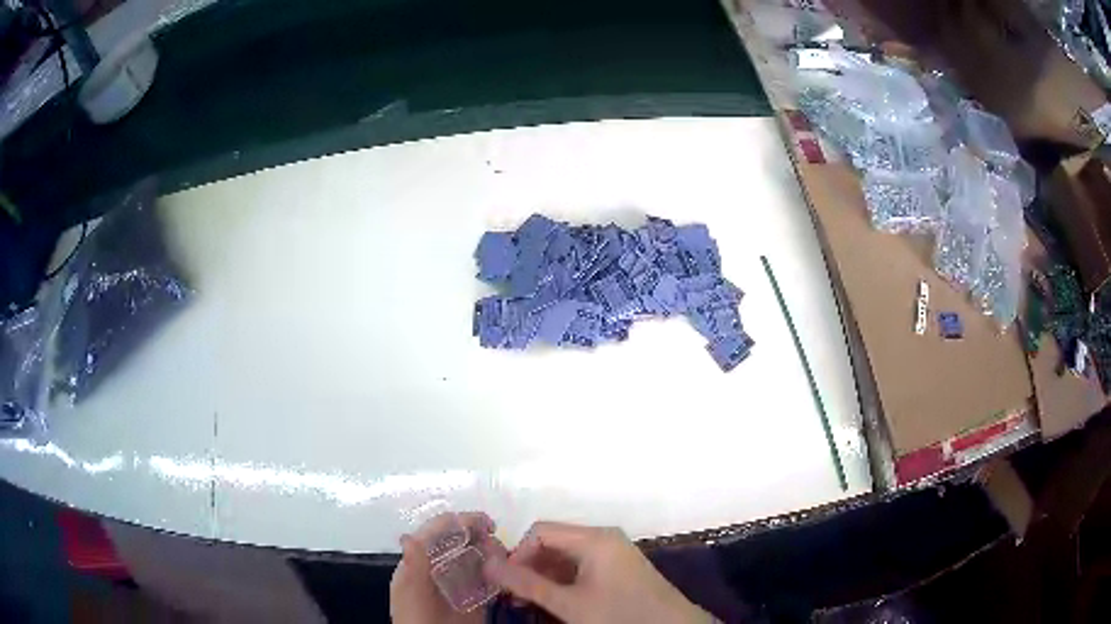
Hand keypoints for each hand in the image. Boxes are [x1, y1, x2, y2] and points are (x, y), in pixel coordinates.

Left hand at [390, 512, 505, 623]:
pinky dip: (499, 571)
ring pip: (477, 557)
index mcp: (419, 561)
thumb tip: (408, 534)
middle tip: (498, 540)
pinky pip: (489, 579)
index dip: (459, 522)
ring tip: (504, 557)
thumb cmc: (416, 618)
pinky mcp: (475, 599)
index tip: (485, 522)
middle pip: (460, 541)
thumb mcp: (411, 592)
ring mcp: (458, 583)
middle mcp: (439, 567)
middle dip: (480, 535)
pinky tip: (507, 572)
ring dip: (492, 551)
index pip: (437, 532)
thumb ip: (413, 564)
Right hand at [485, 521, 710, 623]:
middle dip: (529, 567)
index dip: (517, 554)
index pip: (540, 531)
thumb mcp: (568, 603)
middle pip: (553, 542)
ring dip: (544, 576)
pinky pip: (582, 566)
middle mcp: (604, 538)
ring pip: (566, 556)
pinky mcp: (619, 568)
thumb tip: (486, 565)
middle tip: (514, 596)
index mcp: (594, 538)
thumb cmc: (619, 614)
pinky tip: (554, 601)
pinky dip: (563, 581)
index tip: (506, 583)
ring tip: (529, 602)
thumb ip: (526, 584)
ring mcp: (614, 552)